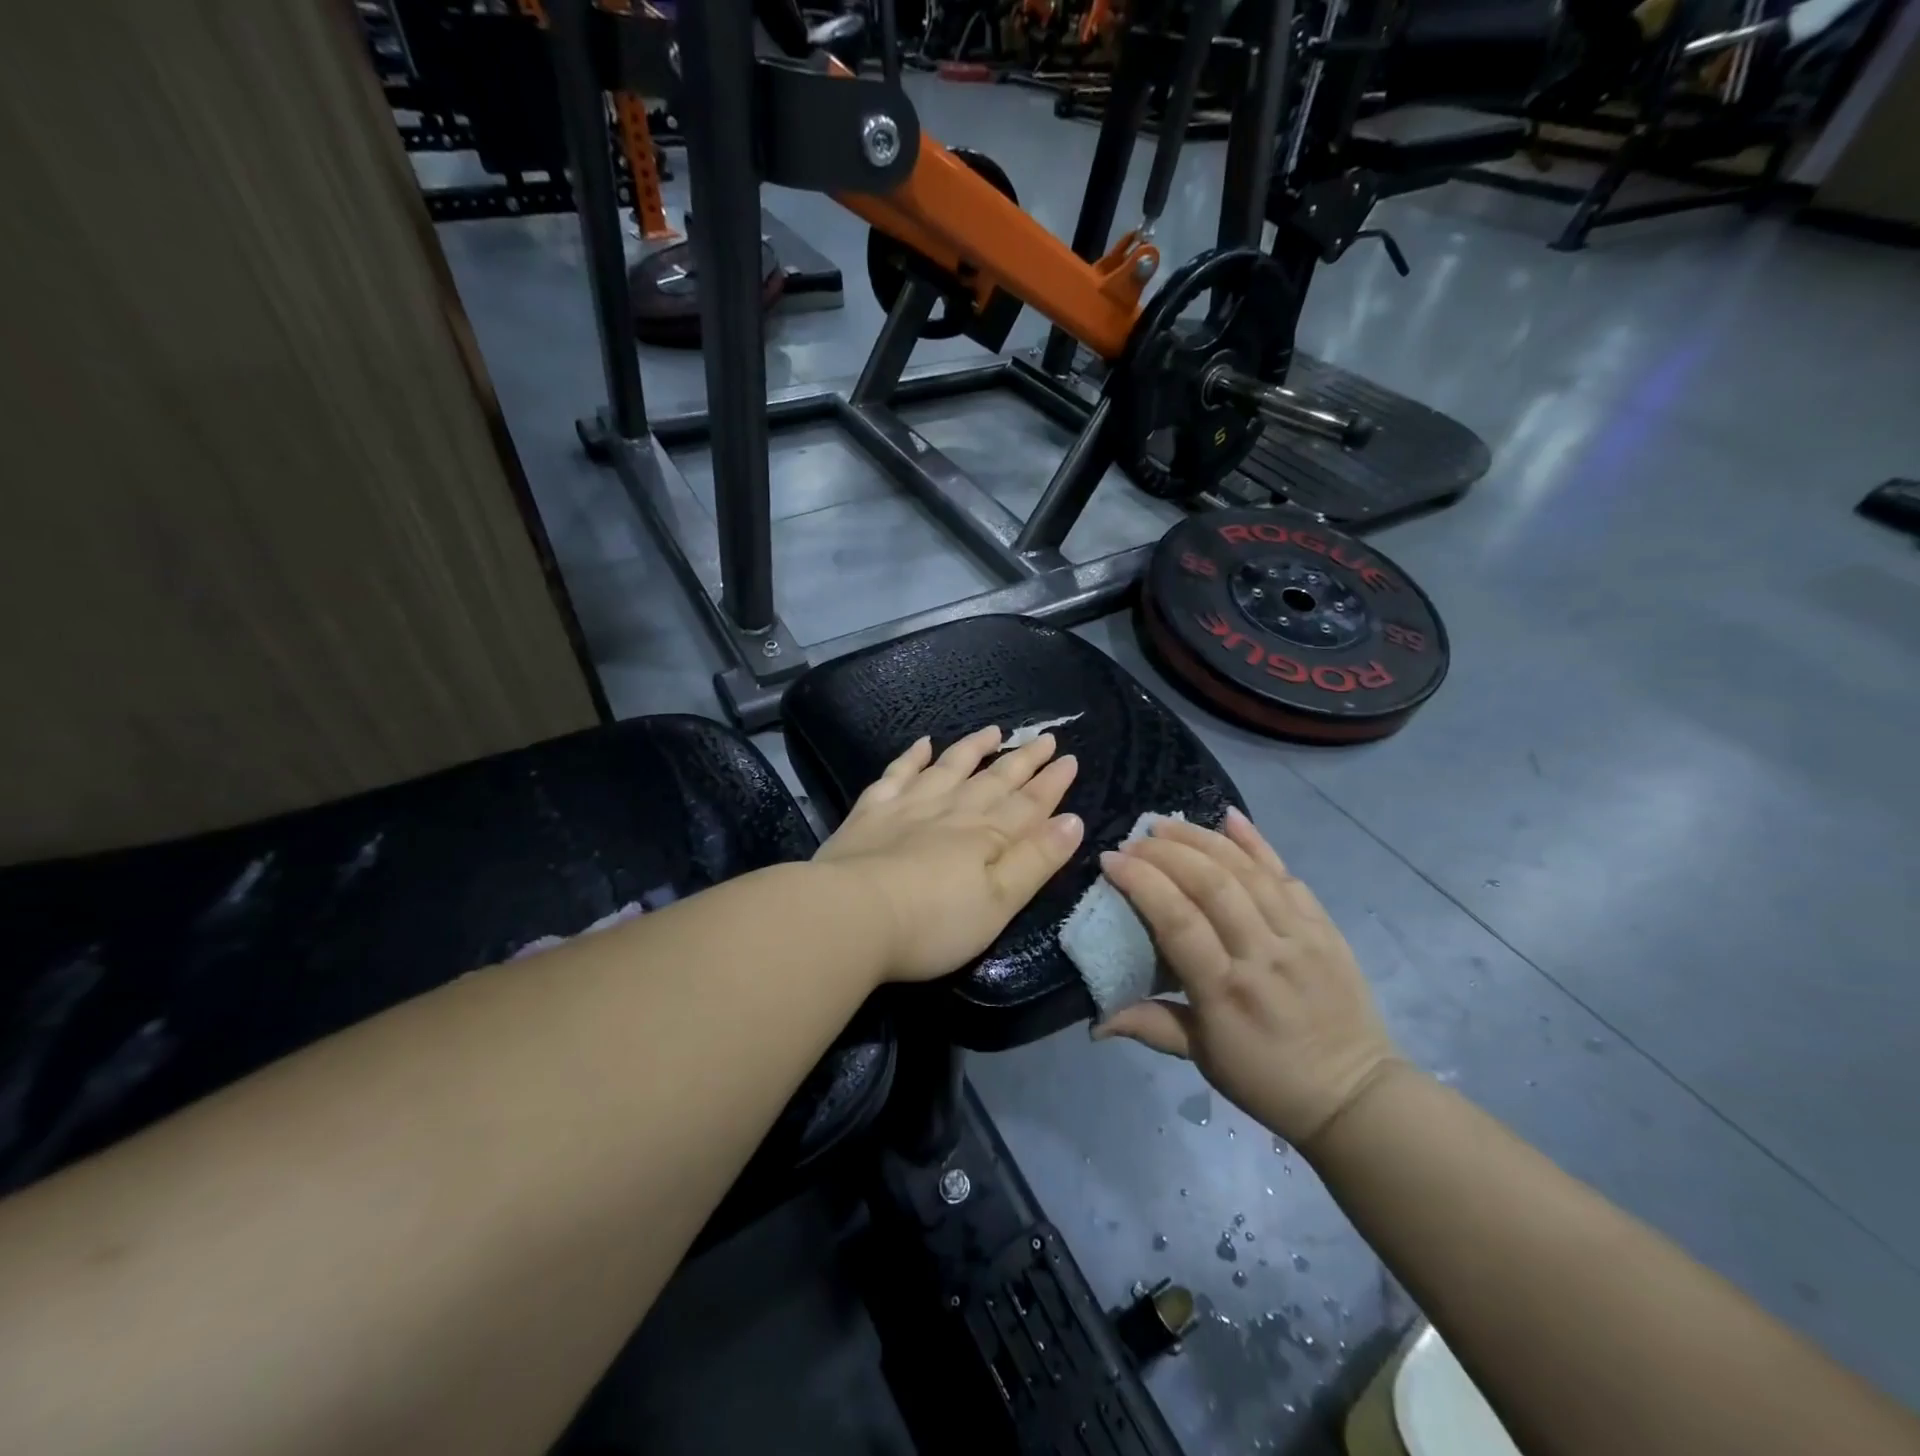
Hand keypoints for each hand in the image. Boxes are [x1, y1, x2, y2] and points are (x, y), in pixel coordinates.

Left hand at [814, 726, 1083, 982]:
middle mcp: (952, 811)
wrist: (850, 915)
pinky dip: (912, 757)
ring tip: (994, 731)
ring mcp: (909, 806)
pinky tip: (923, 743)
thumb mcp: (998, 903)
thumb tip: (1073, 820)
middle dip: (1024, 760)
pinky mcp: (871, 812)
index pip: (1028, 804)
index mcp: (986, 836)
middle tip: (1046, 738)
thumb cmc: (932, 922)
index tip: (1070, 759)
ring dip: (974, 748)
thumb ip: (1036, 861)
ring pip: (949, 767)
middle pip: (994, 781)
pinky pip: (897, 774)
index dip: (1052, 783)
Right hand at [1093, 809, 1404, 1149]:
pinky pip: (1287, 874)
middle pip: (1212, 884)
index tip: (1111, 859)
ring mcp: (1299, 935)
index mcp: (1225, 991)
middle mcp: (1263, 954)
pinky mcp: (1324, 926)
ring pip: (1248, 870)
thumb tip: (1093, 1022)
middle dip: (1167, 851)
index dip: (1142, 882)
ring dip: (1203, 839)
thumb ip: (1148, 1025)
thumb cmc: (1267, 1079)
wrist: (1356, 1093)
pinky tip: (1230, 817)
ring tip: (1167, 822)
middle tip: (1135, 838)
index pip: (1178, 920)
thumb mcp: (1201, 1058)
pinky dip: (1258, 842)